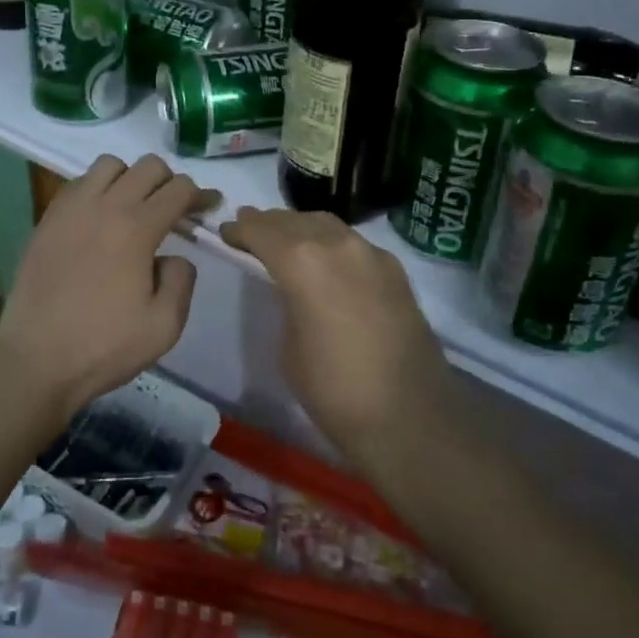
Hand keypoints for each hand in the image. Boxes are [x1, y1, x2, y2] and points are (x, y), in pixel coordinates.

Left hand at [0, 154, 216, 426]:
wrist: (35, 361)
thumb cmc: (103, 346)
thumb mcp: (164, 326)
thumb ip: (181, 280)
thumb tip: (173, 256)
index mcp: (136, 228)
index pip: (178, 189)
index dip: (200, 195)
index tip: (208, 208)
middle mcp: (104, 206)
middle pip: (147, 166)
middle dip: (169, 182)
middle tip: (174, 210)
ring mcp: (70, 209)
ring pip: (109, 165)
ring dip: (130, 178)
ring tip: (133, 208)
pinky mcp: (46, 220)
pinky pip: (78, 183)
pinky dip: (97, 189)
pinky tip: (99, 219)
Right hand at [220, 208, 452, 461]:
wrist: (410, 416)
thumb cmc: (334, 390)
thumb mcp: (289, 346)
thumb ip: (287, 302)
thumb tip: (295, 290)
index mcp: (302, 262)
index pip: (262, 230)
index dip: (241, 229)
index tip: (227, 232)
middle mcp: (338, 245)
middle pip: (295, 221)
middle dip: (270, 224)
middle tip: (251, 231)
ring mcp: (372, 254)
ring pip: (327, 225)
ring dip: (302, 228)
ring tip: (286, 241)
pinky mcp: (396, 270)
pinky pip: (354, 244)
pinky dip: (332, 244)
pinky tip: (328, 262)